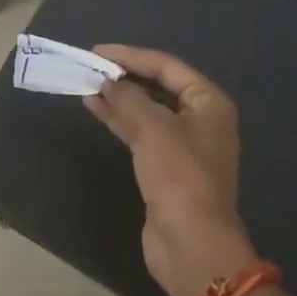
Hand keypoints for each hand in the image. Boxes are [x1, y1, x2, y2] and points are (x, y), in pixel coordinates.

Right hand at [85, 46, 260, 295]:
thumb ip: (127, 97)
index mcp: (209, 103)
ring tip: (86, 85)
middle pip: (159, 86)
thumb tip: (107, 82)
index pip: (167, 66)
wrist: (191, 244)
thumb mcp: (152, 128)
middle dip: (125, 76)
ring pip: (147, 110)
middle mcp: (201, 119)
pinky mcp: (166, 167)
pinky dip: (120, 120)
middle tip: (90, 66)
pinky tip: (96, 109)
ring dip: (119, 97)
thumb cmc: (179, 176)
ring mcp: (184, 145)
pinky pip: (141, 132)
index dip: (131, 56)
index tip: (98, 51)